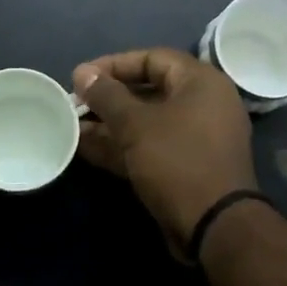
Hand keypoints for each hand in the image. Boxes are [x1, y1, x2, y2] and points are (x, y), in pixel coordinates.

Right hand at [72, 48, 256, 253]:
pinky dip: (122, 146)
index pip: (152, 58)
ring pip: (146, 123)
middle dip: (108, 99)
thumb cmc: (177, 161)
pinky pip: (150, 147)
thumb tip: (83, 72)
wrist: (214, 226)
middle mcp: (203, 105)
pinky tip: (86, 149)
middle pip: (148, 91)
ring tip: (72, 127)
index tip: (82, 77)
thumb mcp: (136, 124)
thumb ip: (107, 95)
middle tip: (75, 104)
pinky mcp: (185, 167)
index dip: (114, 64)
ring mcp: (195, 138)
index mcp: (201, 83)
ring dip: (110, 125)